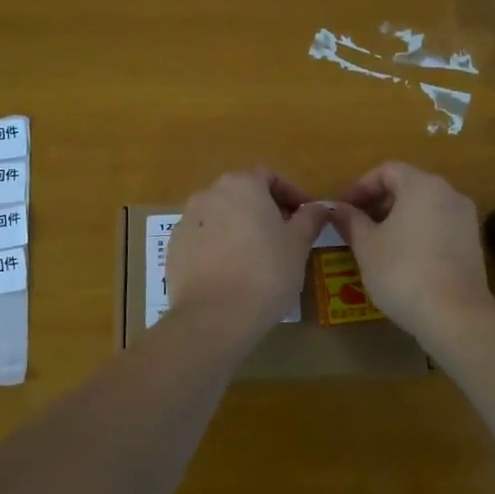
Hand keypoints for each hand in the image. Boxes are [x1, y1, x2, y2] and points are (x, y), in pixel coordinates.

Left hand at [165, 169, 330, 332]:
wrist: (214, 316)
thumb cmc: (266, 272)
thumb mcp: (298, 244)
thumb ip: (310, 218)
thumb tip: (320, 206)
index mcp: (242, 185)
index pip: (270, 177)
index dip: (291, 194)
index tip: (306, 217)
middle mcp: (209, 193)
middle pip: (243, 194)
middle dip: (265, 211)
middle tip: (285, 238)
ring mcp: (187, 220)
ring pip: (221, 217)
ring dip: (240, 229)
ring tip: (258, 258)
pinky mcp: (174, 248)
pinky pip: (203, 239)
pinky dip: (219, 248)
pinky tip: (232, 273)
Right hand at [331, 161, 493, 341]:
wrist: (455, 315)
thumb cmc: (402, 271)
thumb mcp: (366, 245)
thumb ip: (350, 221)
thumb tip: (336, 209)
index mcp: (422, 185)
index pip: (387, 171)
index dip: (360, 186)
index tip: (343, 209)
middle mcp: (449, 193)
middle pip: (408, 186)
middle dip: (378, 203)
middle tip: (356, 226)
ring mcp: (465, 218)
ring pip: (424, 207)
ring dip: (397, 219)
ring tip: (376, 244)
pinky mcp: (473, 242)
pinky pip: (439, 225)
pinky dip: (418, 232)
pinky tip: (403, 259)